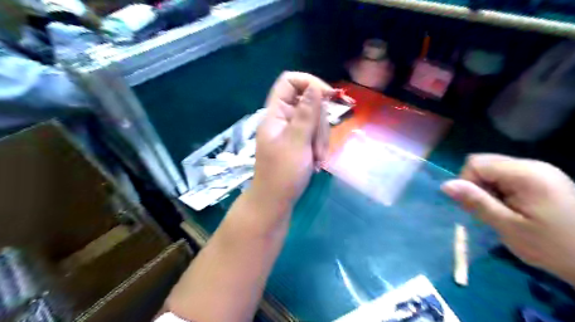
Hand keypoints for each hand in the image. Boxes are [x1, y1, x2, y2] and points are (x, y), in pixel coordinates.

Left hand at [250, 73, 335, 211]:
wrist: (275, 202)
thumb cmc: (283, 174)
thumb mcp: (297, 142)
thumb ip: (306, 114)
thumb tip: (315, 87)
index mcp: (276, 114)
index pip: (289, 82)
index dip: (309, 83)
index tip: (328, 96)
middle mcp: (283, 119)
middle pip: (308, 104)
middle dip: (319, 125)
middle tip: (317, 148)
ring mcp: (292, 132)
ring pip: (315, 121)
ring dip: (320, 140)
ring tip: (317, 160)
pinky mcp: (299, 143)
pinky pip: (314, 135)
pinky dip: (319, 147)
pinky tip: (316, 162)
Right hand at [442, 154, 574, 284]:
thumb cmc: (553, 247)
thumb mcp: (508, 227)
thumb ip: (476, 202)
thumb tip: (445, 185)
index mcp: (526, 174)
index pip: (475, 163)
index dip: (467, 182)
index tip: (478, 206)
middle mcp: (533, 165)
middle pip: (484, 163)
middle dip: (477, 185)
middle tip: (490, 210)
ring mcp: (540, 171)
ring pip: (493, 169)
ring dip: (487, 189)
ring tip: (502, 211)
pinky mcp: (542, 179)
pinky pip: (506, 176)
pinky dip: (500, 190)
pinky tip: (511, 208)